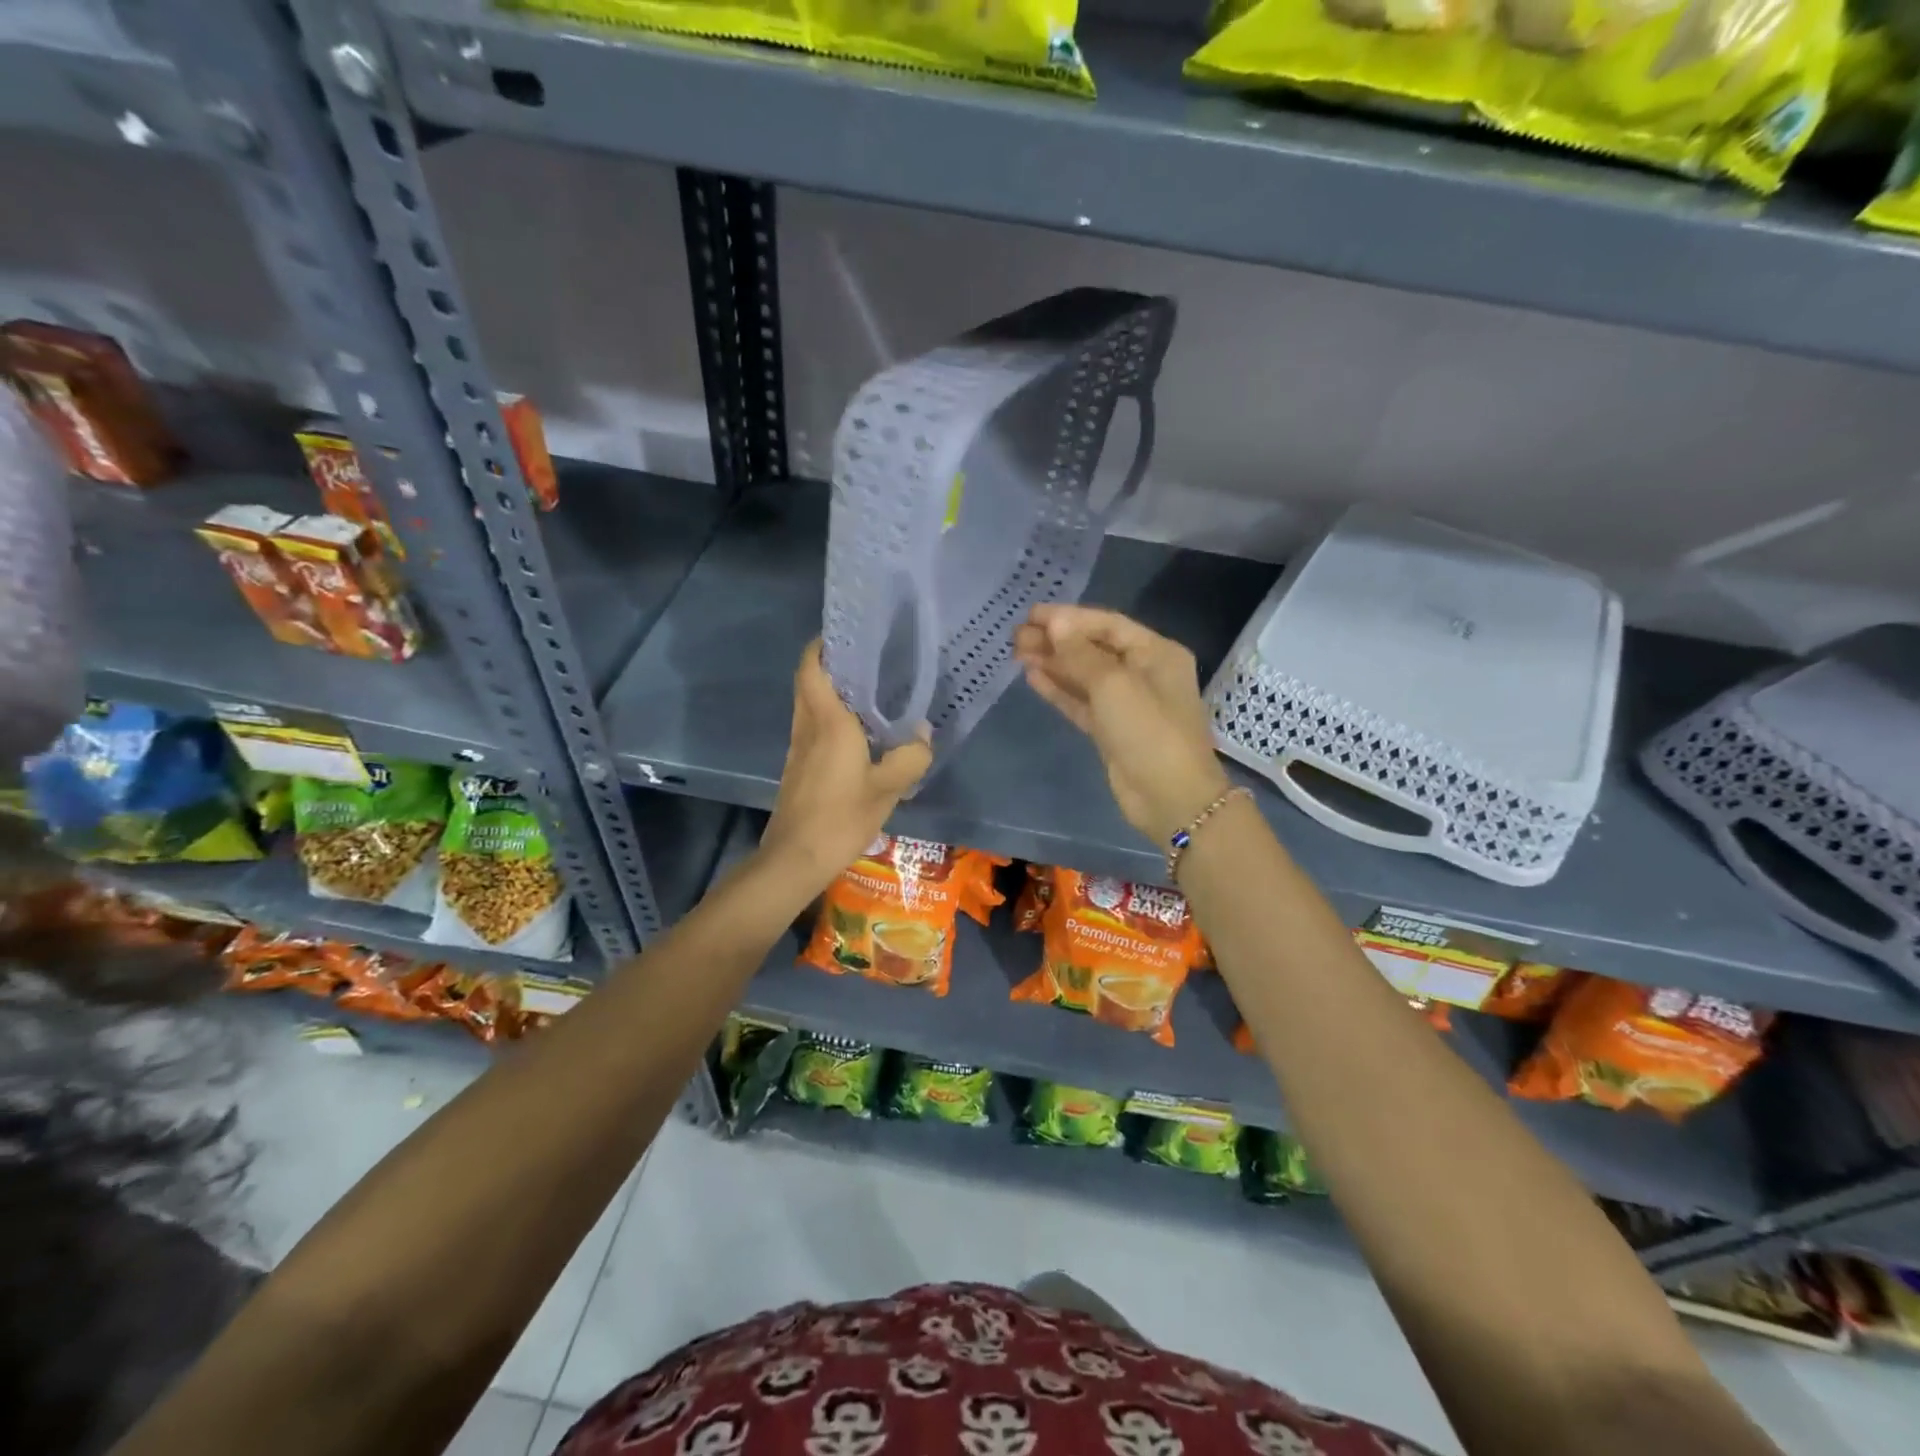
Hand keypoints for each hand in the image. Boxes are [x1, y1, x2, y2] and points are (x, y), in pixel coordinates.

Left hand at [757, 640, 931, 898]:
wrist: (795, 858)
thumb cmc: (840, 817)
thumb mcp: (887, 789)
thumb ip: (910, 757)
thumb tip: (923, 733)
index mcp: (827, 722)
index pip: (813, 667)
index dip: (823, 645)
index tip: (847, 633)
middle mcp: (807, 726)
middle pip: (808, 681)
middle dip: (830, 663)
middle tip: (867, 658)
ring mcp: (798, 747)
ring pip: (808, 703)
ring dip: (830, 689)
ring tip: (868, 689)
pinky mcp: (797, 766)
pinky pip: (812, 726)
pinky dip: (829, 715)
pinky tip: (858, 730)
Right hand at [1013, 605, 1229, 845]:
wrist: (1171, 797)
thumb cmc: (1148, 731)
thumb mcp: (1113, 684)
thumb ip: (1080, 653)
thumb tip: (1055, 622)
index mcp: (1155, 652)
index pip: (1106, 624)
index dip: (1068, 617)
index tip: (1031, 615)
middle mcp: (1143, 672)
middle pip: (1093, 648)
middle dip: (1056, 640)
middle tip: (1016, 636)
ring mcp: (1127, 703)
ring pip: (1084, 675)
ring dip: (1053, 663)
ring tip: (1017, 653)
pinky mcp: (1112, 730)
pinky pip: (1082, 701)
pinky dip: (1059, 690)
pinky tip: (1033, 678)